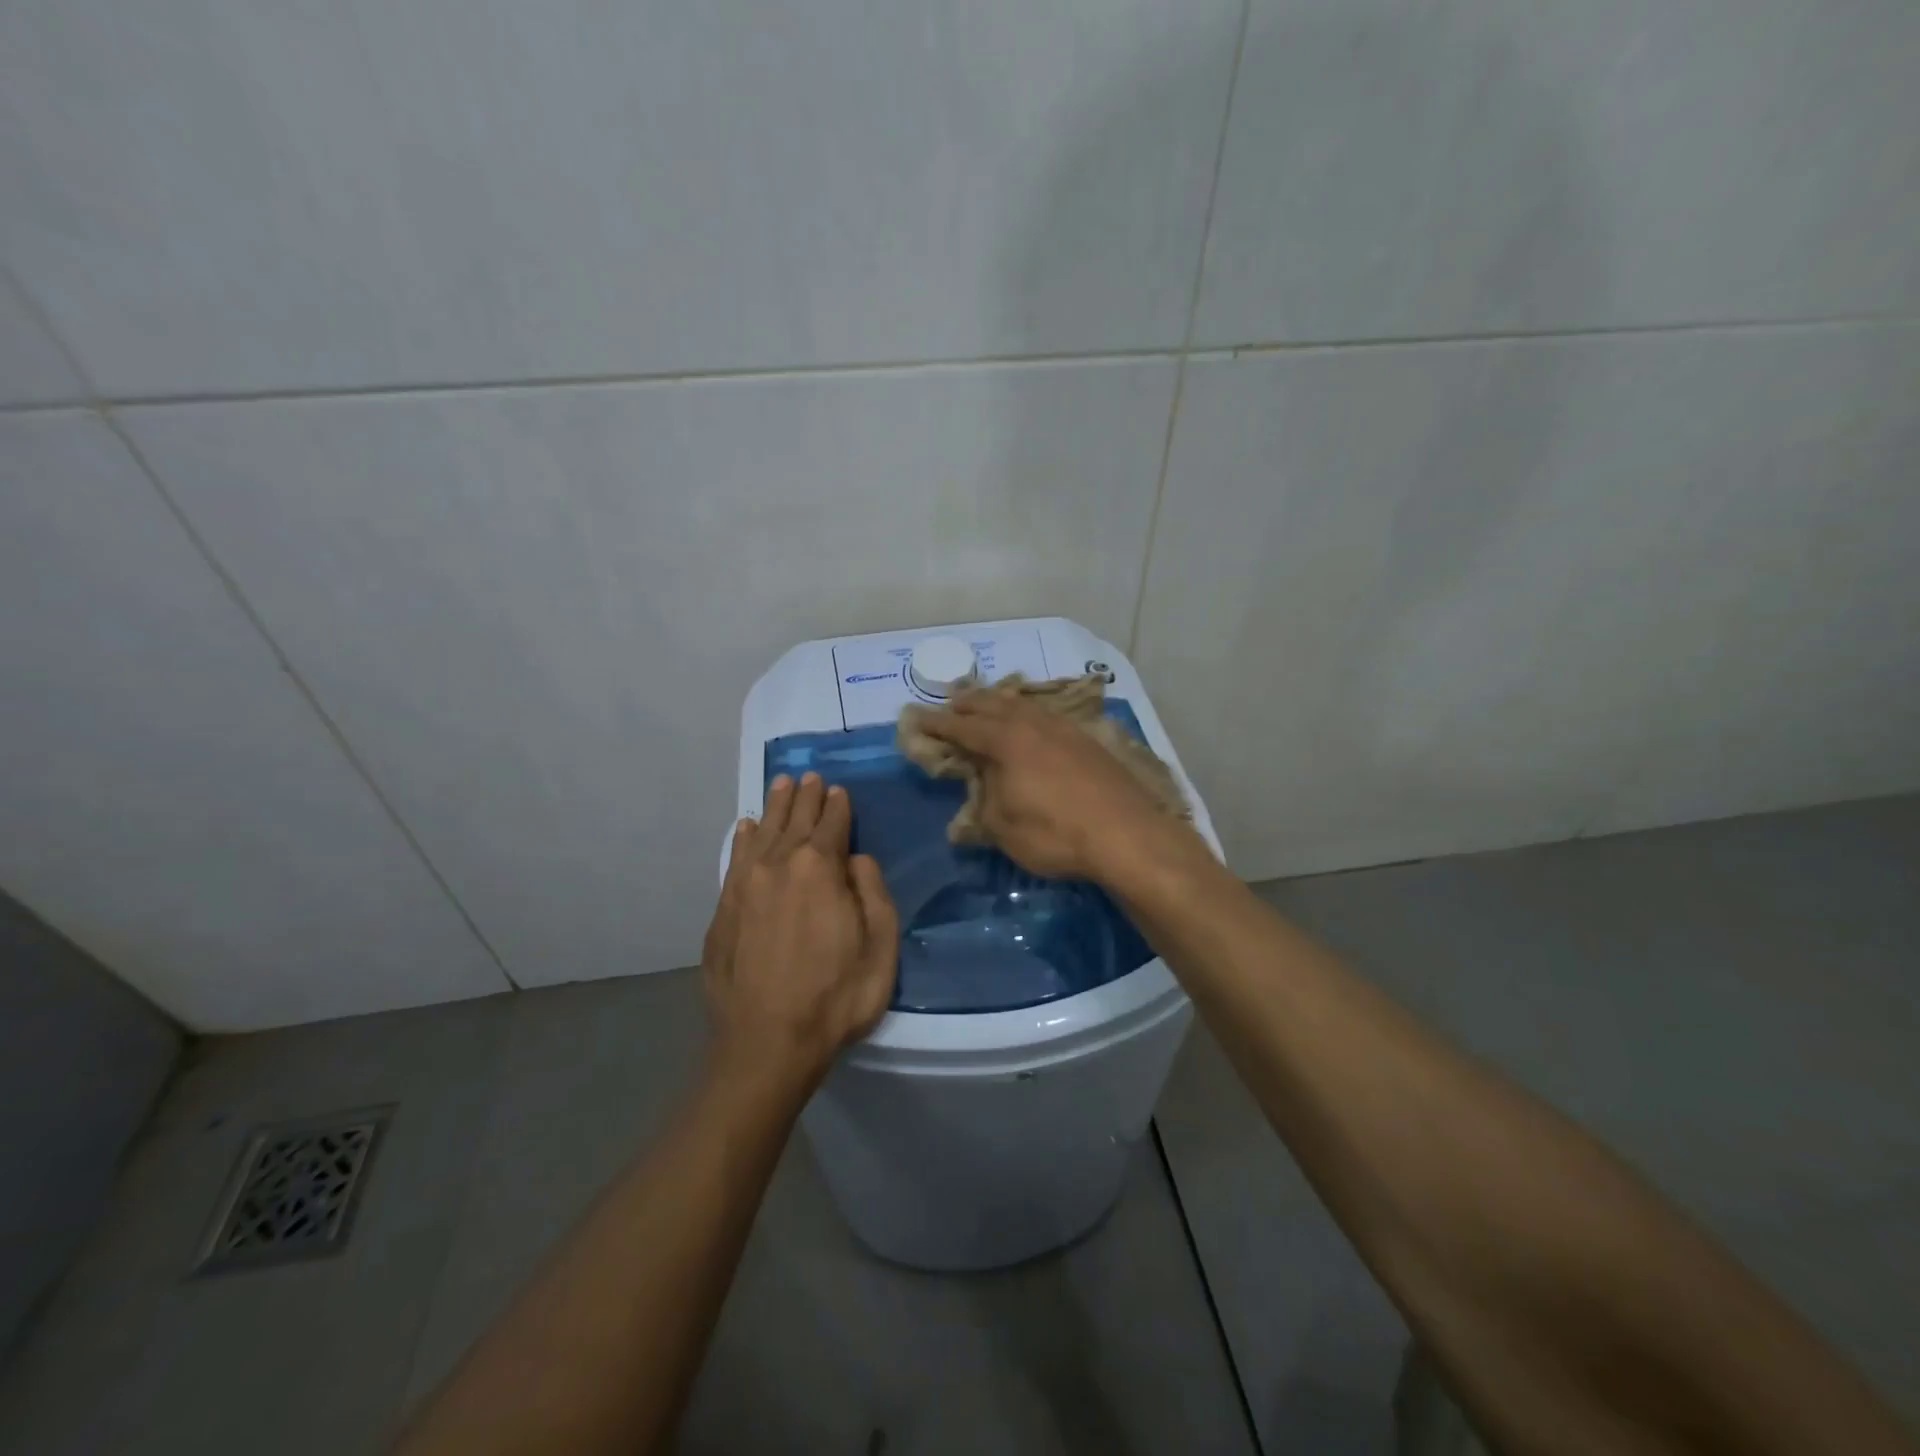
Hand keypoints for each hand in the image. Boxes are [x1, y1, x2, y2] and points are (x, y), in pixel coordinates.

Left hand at [702, 772, 898, 1091]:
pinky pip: (735, 859)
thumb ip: (872, 892)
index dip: (838, 805)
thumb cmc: (836, 996)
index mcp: (821, 867)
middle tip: (809, 777)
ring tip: (781, 785)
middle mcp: (779, 864)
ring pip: (761, 832)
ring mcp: (745, 885)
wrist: (766, 1043)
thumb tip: (855, 858)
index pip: (832, 823)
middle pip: (794, 820)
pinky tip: (745, 827)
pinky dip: (742, 839)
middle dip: (805, 797)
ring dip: (774, 807)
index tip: (838, 790)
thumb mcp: (880, 945)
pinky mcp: (723, 909)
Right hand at [913, 690, 1193, 882]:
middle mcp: (1033, 725)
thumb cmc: (1055, 833)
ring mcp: (1065, 729)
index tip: (915, 718)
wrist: (1126, 835)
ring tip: (990, 702)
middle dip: (968, 703)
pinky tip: (1035, 722)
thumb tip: (978, 793)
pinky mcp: (1089, 742)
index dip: (936, 724)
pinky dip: (1030, 714)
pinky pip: (1048, 716)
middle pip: (993, 705)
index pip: (961, 727)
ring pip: (1025, 706)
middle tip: (951, 701)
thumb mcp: (1003, 828)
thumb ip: (984, 804)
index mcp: (1006, 741)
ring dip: (1001, 703)